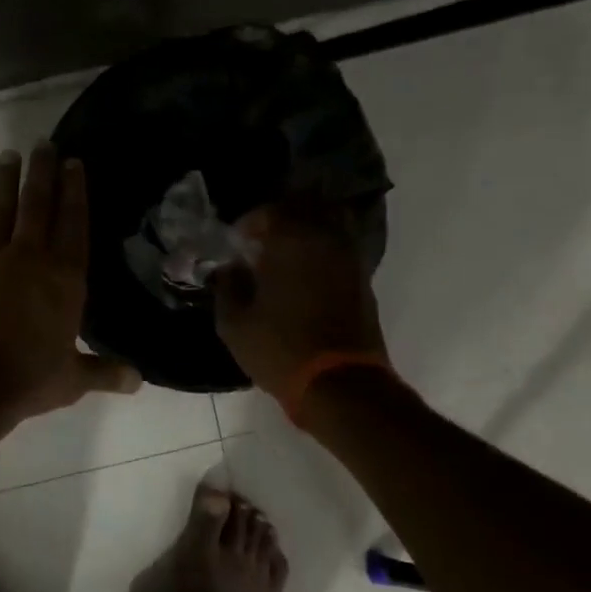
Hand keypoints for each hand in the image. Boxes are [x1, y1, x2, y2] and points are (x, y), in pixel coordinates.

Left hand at [0, 142, 140, 422]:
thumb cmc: (26, 380)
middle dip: (42, 171)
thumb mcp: (72, 380)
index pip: (73, 223)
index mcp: (64, 278)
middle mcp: (28, 258)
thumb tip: (138, 380)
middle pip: (37, 205)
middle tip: (43, 142)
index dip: (75, 191)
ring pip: (0, 210)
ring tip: (9, 155)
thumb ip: (105, 372)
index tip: (73, 162)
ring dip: (6, 181)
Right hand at [213, 200, 389, 394]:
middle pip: (307, 206)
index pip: (270, 210)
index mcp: (292, 241)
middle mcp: (326, 239)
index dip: (250, 221)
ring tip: (285, 254)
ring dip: (306, 230)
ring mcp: (350, 259)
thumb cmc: (280, 349)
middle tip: (262, 238)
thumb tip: (230, 267)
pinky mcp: (363, 280)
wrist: (340, 385)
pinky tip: (304, 274)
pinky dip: (322, 250)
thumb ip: (227, 286)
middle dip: (282, 216)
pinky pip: (340, 248)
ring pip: (330, 223)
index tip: (237, 240)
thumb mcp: (234, 323)